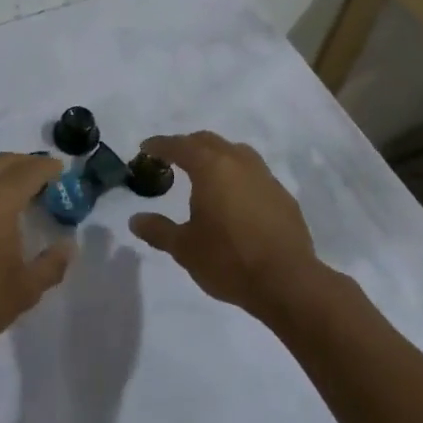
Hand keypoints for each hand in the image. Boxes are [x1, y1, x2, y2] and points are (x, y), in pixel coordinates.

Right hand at [127, 132, 319, 317]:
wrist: (287, 281)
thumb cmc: (228, 260)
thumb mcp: (184, 248)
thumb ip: (158, 230)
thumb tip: (135, 219)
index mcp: (211, 167)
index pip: (180, 146)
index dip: (160, 145)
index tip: (146, 149)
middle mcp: (240, 163)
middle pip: (209, 141)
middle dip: (187, 146)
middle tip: (171, 159)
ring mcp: (266, 177)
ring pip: (236, 153)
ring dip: (216, 156)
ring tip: (204, 174)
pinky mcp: (283, 196)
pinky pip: (254, 174)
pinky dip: (237, 176)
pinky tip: (233, 198)